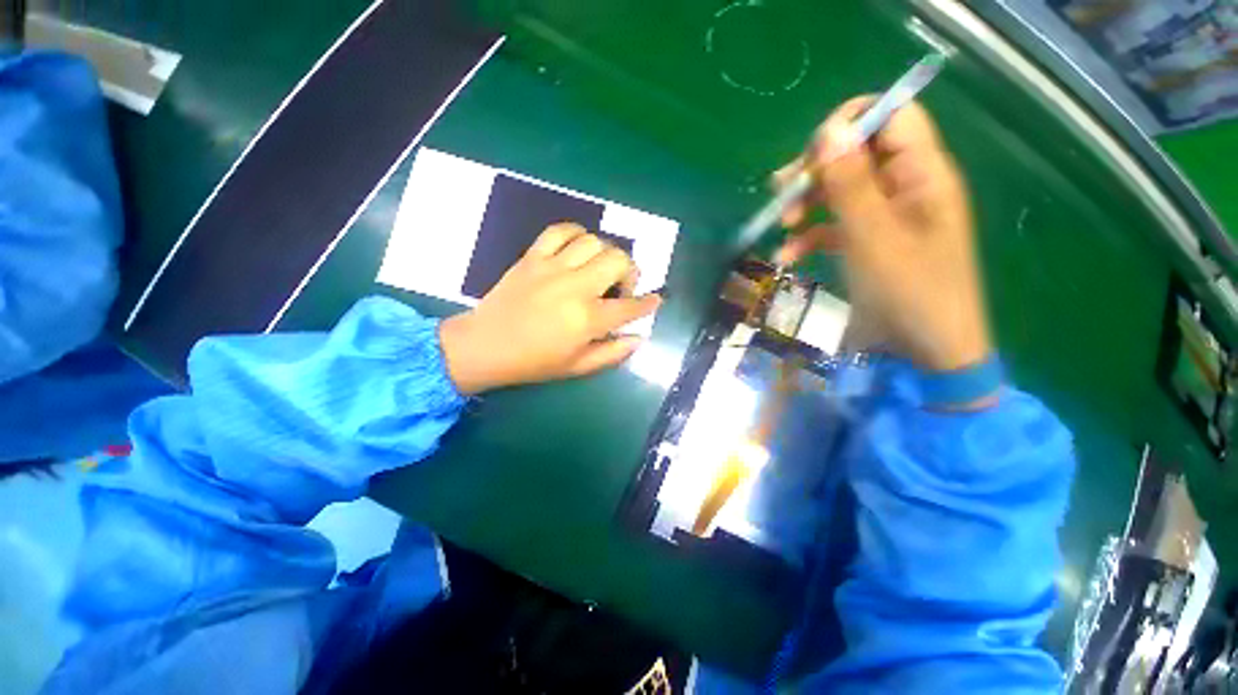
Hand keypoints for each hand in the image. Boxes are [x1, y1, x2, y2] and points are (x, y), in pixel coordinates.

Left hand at [438, 224, 661, 393]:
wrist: (485, 346)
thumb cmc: (534, 362)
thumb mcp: (578, 367)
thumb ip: (613, 353)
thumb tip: (639, 337)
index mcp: (587, 319)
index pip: (630, 306)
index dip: (648, 303)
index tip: (655, 299)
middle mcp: (575, 288)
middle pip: (618, 260)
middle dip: (630, 271)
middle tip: (622, 286)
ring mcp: (552, 268)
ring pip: (594, 241)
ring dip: (606, 253)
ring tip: (600, 267)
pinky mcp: (533, 257)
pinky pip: (560, 230)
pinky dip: (576, 233)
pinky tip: (578, 246)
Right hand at [774, 97, 990, 372]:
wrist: (923, 350)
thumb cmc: (908, 291)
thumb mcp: (874, 237)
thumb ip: (851, 184)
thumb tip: (828, 132)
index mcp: (922, 173)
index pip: (891, 116)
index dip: (849, 125)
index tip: (812, 157)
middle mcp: (904, 187)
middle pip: (856, 154)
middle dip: (816, 171)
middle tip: (782, 193)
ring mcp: (884, 217)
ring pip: (839, 191)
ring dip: (806, 205)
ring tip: (780, 225)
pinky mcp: (867, 243)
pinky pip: (833, 227)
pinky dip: (808, 238)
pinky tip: (787, 257)